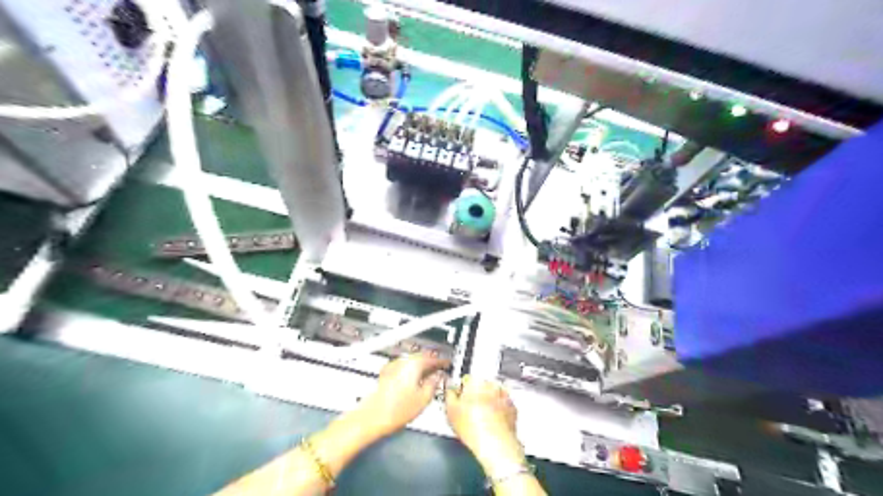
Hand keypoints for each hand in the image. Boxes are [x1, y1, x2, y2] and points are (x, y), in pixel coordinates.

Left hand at [354, 350, 448, 434]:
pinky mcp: (386, 374)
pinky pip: (403, 368)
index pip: (433, 358)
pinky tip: (414, 382)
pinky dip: (411, 372)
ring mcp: (392, 367)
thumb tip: (438, 378)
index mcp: (414, 364)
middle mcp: (403, 361)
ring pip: (412, 362)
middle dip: (431, 363)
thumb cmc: (395, 410)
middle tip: (440, 370)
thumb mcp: (424, 399)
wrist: (372, 418)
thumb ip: (434, 384)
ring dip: (421, 367)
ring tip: (429, 378)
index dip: (442, 361)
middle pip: (421, 357)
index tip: (447, 364)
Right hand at [442, 375, 521, 472]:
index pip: (465, 380)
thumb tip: (450, 390)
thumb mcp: (451, 410)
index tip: (458, 400)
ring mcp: (504, 396)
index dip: (460, 391)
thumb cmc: (474, 428)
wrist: (495, 444)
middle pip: (480, 386)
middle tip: (468, 411)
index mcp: (476, 381)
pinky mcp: (512, 408)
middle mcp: (492, 385)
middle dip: (475, 395)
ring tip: (480, 418)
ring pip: (492, 394)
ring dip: (487, 402)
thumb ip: (449, 394)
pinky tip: (491, 422)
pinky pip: (502, 405)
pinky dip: (498, 410)